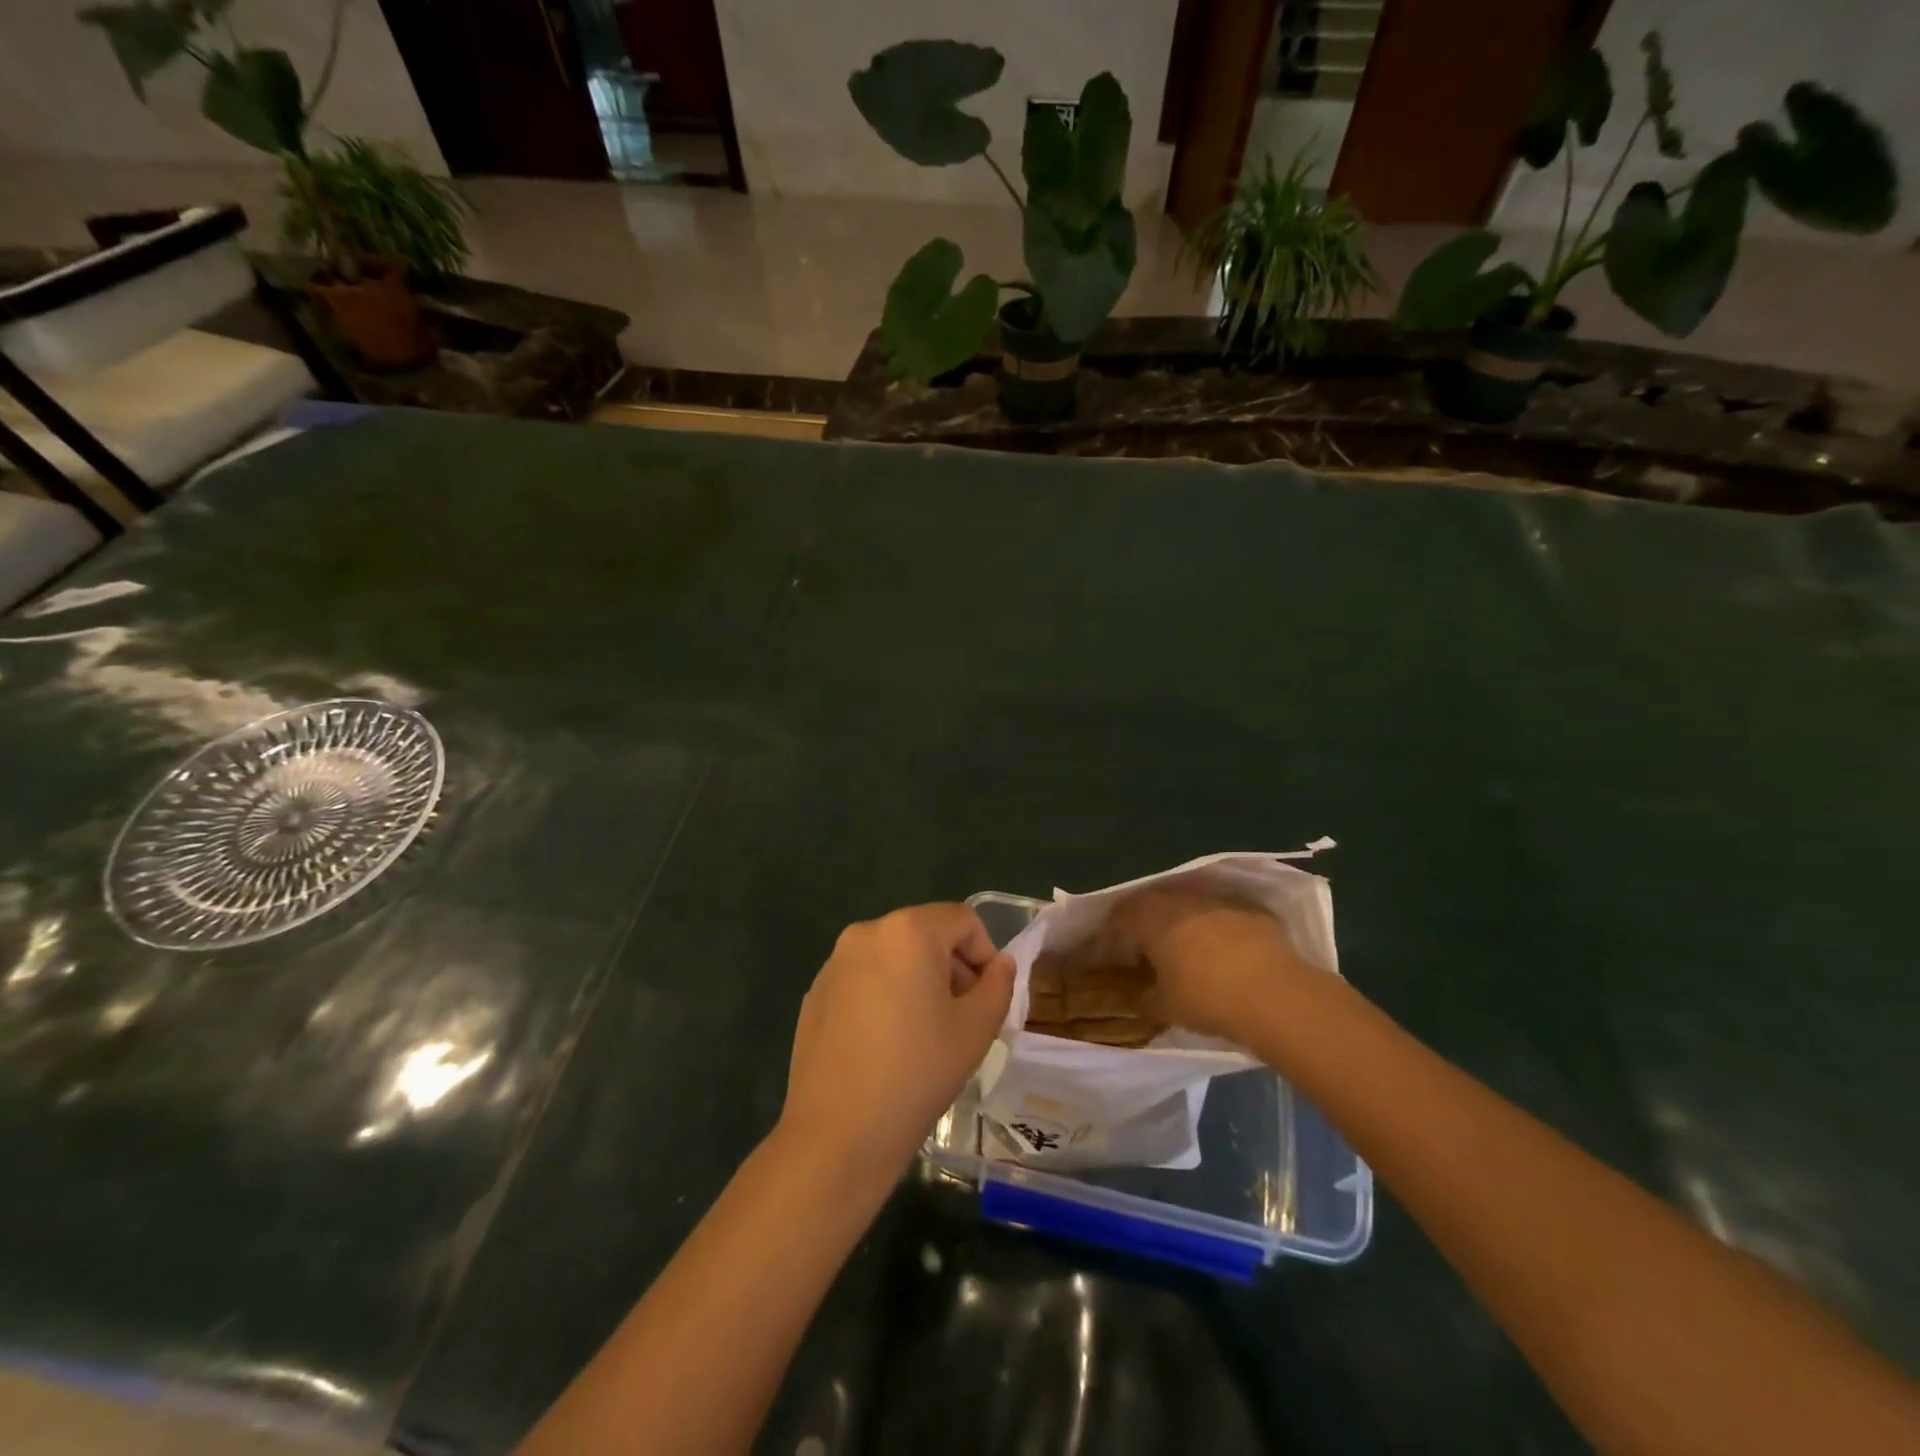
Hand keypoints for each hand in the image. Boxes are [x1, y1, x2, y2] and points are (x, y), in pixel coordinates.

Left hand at [779, 903, 1013, 1185]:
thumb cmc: (916, 1073)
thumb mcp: (975, 1030)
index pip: (963, 920)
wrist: (836, 1134)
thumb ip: (998, 985)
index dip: (985, 954)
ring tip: (924, 1034)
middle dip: (952, 967)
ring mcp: (835, 963)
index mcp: (908, 931)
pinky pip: (864, 979)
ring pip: (894, 956)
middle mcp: (866, 933)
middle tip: (962, 1018)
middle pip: (926, 934)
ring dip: (918, 981)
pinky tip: (886, 1046)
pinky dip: (885, 996)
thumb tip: (1000, 965)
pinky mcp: (816, 993)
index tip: (987, 999)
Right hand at [1103, 884, 1318, 1040]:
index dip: (1111, 930)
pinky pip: (1223, 913)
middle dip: (1145, 919)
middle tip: (1143, 942)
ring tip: (1182, 942)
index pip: (1121, 915)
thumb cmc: (1207, 999)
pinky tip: (1221, 947)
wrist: (1275, 996)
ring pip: (1190, 903)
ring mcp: (1220, 901)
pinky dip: (1215, 925)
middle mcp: (1183, 900)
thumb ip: (1145, 998)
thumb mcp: (1165, 1007)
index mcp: (1153, 918)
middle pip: (1154, 901)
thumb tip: (1140, 997)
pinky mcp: (1252, 910)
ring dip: (1181, 919)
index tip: (1108, 945)